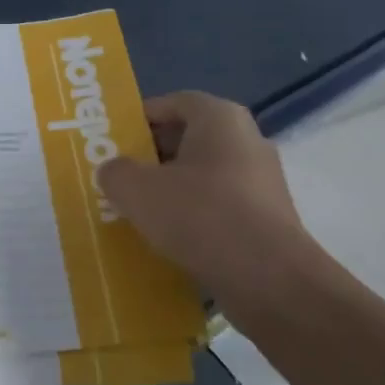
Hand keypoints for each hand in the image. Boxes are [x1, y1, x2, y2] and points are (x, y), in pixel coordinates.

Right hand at [95, 91, 318, 289]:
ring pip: (203, 176)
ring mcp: (262, 182)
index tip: (113, 141)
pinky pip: (220, 207)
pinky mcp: (268, 220)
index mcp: (220, 118)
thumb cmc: (201, 216)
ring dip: (171, 190)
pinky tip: (169, 239)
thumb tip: (114, 172)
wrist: (271, 282)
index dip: (139, 119)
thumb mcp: (136, 189)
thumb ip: (115, 172)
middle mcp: (247, 140)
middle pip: (188, 139)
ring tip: (138, 211)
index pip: (173, 103)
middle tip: (119, 176)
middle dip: (151, 156)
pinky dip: (194, 217)